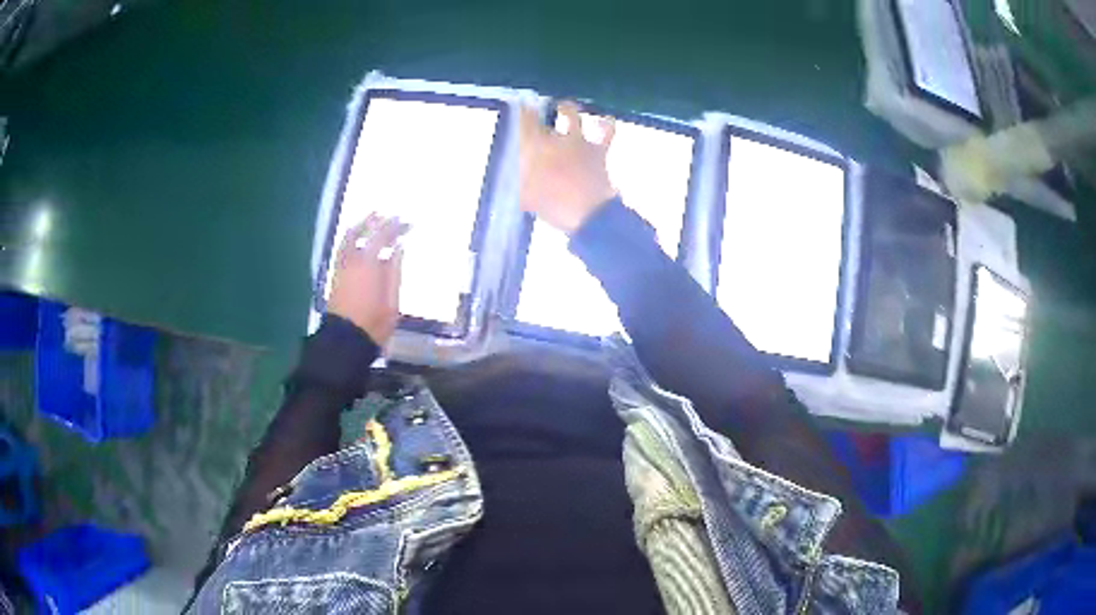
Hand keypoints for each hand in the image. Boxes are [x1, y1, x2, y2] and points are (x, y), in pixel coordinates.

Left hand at [327, 214, 405, 345]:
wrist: (345, 341)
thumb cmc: (373, 323)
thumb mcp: (392, 300)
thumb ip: (395, 271)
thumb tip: (399, 248)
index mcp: (369, 264)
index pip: (382, 236)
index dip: (395, 226)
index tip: (407, 222)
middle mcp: (352, 260)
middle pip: (364, 232)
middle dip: (377, 222)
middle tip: (390, 217)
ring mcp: (341, 267)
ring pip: (349, 238)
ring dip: (361, 226)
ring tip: (372, 220)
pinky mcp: (335, 276)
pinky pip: (343, 248)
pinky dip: (352, 239)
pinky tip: (359, 241)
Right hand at [519, 101, 617, 233]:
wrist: (588, 214)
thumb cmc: (552, 206)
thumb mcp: (527, 196)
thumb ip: (522, 181)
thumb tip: (519, 176)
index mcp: (535, 148)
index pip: (526, 122)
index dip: (524, 111)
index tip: (522, 105)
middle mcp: (556, 138)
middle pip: (545, 119)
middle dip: (540, 114)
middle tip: (536, 111)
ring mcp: (579, 142)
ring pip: (573, 115)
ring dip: (567, 108)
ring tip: (564, 106)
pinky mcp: (598, 149)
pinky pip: (607, 131)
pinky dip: (606, 123)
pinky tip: (604, 119)